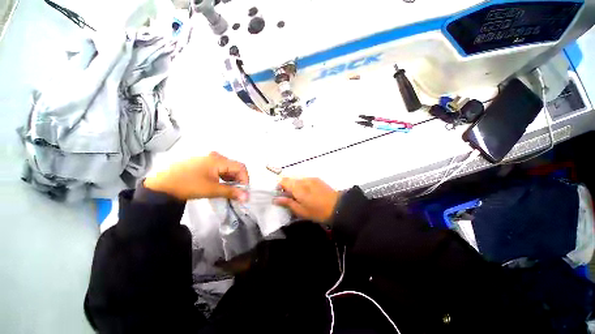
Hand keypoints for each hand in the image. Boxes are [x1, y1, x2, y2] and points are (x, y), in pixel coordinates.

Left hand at [144, 152, 248, 200]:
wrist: (161, 185)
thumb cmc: (189, 185)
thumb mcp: (212, 189)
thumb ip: (232, 192)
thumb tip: (247, 197)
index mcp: (218, 160)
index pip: (240, 167)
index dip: (245, 179)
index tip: (243, 192)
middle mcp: (215, 156)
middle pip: (234, 167)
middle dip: (238, 181)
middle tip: (237, 193)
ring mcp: (208, 159)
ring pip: (227, 169)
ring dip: (231, 180)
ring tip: (229, 191)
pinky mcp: (203, 164)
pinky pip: (219, 170)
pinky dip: (223, 178)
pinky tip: (220, 186)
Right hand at [274, 178, 339, 223]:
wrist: (338, 207)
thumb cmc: (317, 211)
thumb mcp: (300, 210)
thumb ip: (287, 203)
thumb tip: (276, 199)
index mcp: (297, 187)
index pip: (283, 181)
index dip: (279, 186)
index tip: (279, 195)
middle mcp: (303, 179)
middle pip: (290, 179)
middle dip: (286, 186)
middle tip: (289, 197)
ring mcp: (311, 178)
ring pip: (297, 179)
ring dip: (295, 185)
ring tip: (298, 196)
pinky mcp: (317, 179)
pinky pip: (305, 179)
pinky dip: (302, 184)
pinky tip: (307, 193)